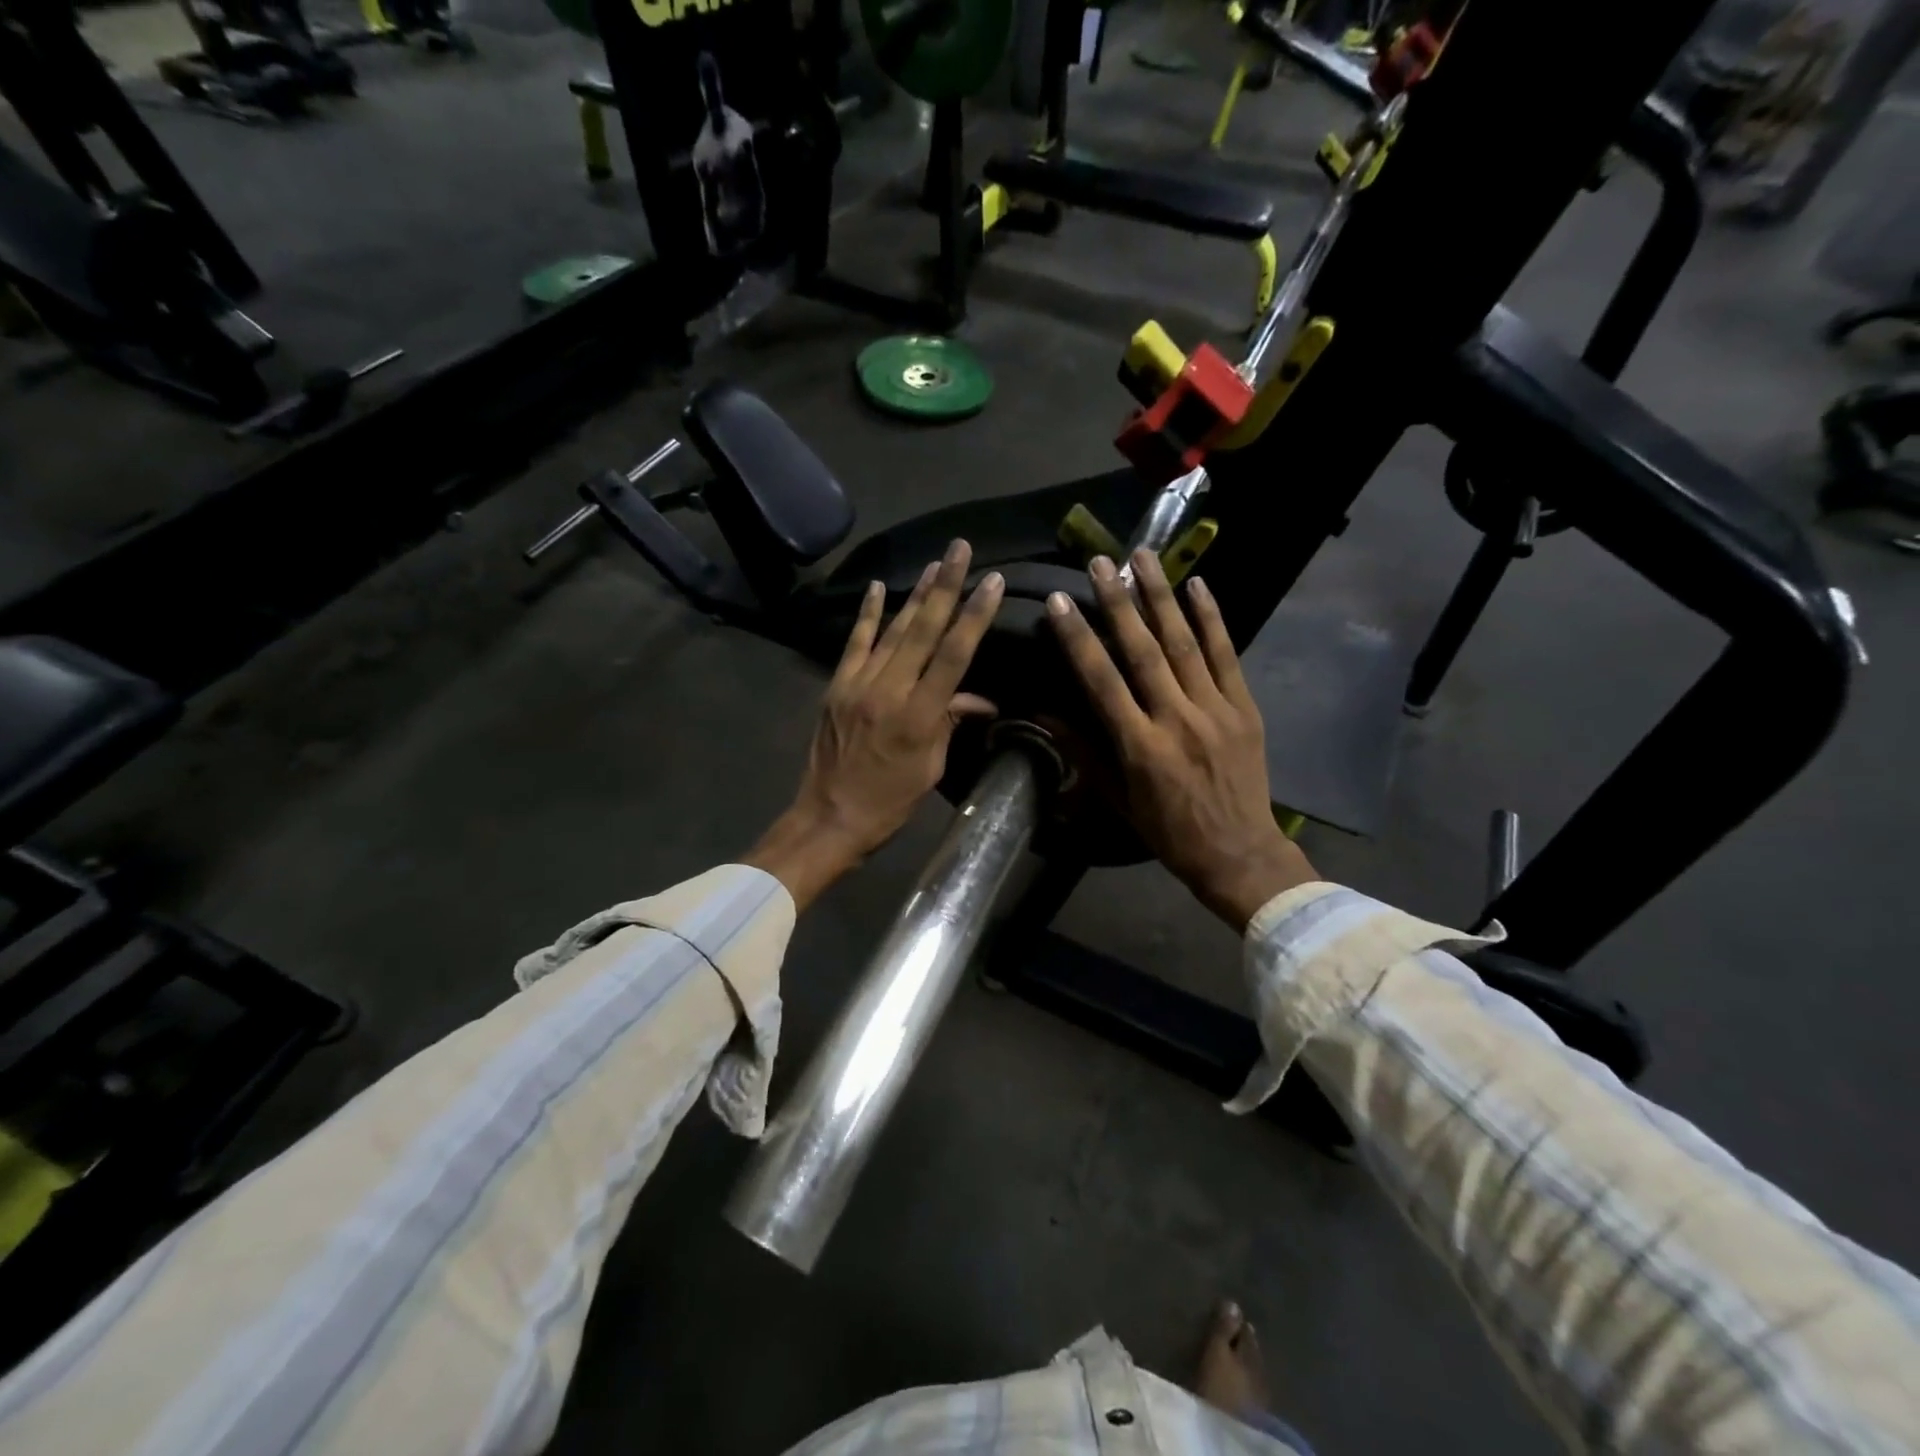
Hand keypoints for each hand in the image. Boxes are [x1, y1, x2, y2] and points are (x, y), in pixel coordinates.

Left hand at [745, 540, 1004, 910]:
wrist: (830, 816)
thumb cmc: (890, 801)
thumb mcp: (930, 766)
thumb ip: (950, 723)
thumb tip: (976, 698)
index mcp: (918, 716)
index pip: (953, 656)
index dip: (974, 616)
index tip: (992, 582)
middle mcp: (888, 691)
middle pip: (922, 630)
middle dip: (946, 586)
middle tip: (961, 549)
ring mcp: (858, 684)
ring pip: (892, 630)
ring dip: (915, 594)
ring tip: (936, 563)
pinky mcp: (836, 685)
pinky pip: (855, 643)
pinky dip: (867, 614)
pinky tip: (877, 586)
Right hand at [1046, 549, 1316, 930]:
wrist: (1238, 851)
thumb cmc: (1167, 831)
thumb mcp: (1116, 798)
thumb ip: (1083, 750)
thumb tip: (1044, 712)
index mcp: (1140, 747)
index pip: (1101, 681)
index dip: (1078, 638)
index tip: (1059, 601)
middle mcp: (1177, 720)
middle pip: (1143, 651)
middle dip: (1118, 603)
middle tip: (1099, 562)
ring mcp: (1216, 710)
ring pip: (1184, 643)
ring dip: (1161, 597)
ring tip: (1142, 557)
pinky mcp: (1244, 707)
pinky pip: (1226, 655)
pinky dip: (1212, 618)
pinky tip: (1198, 585)